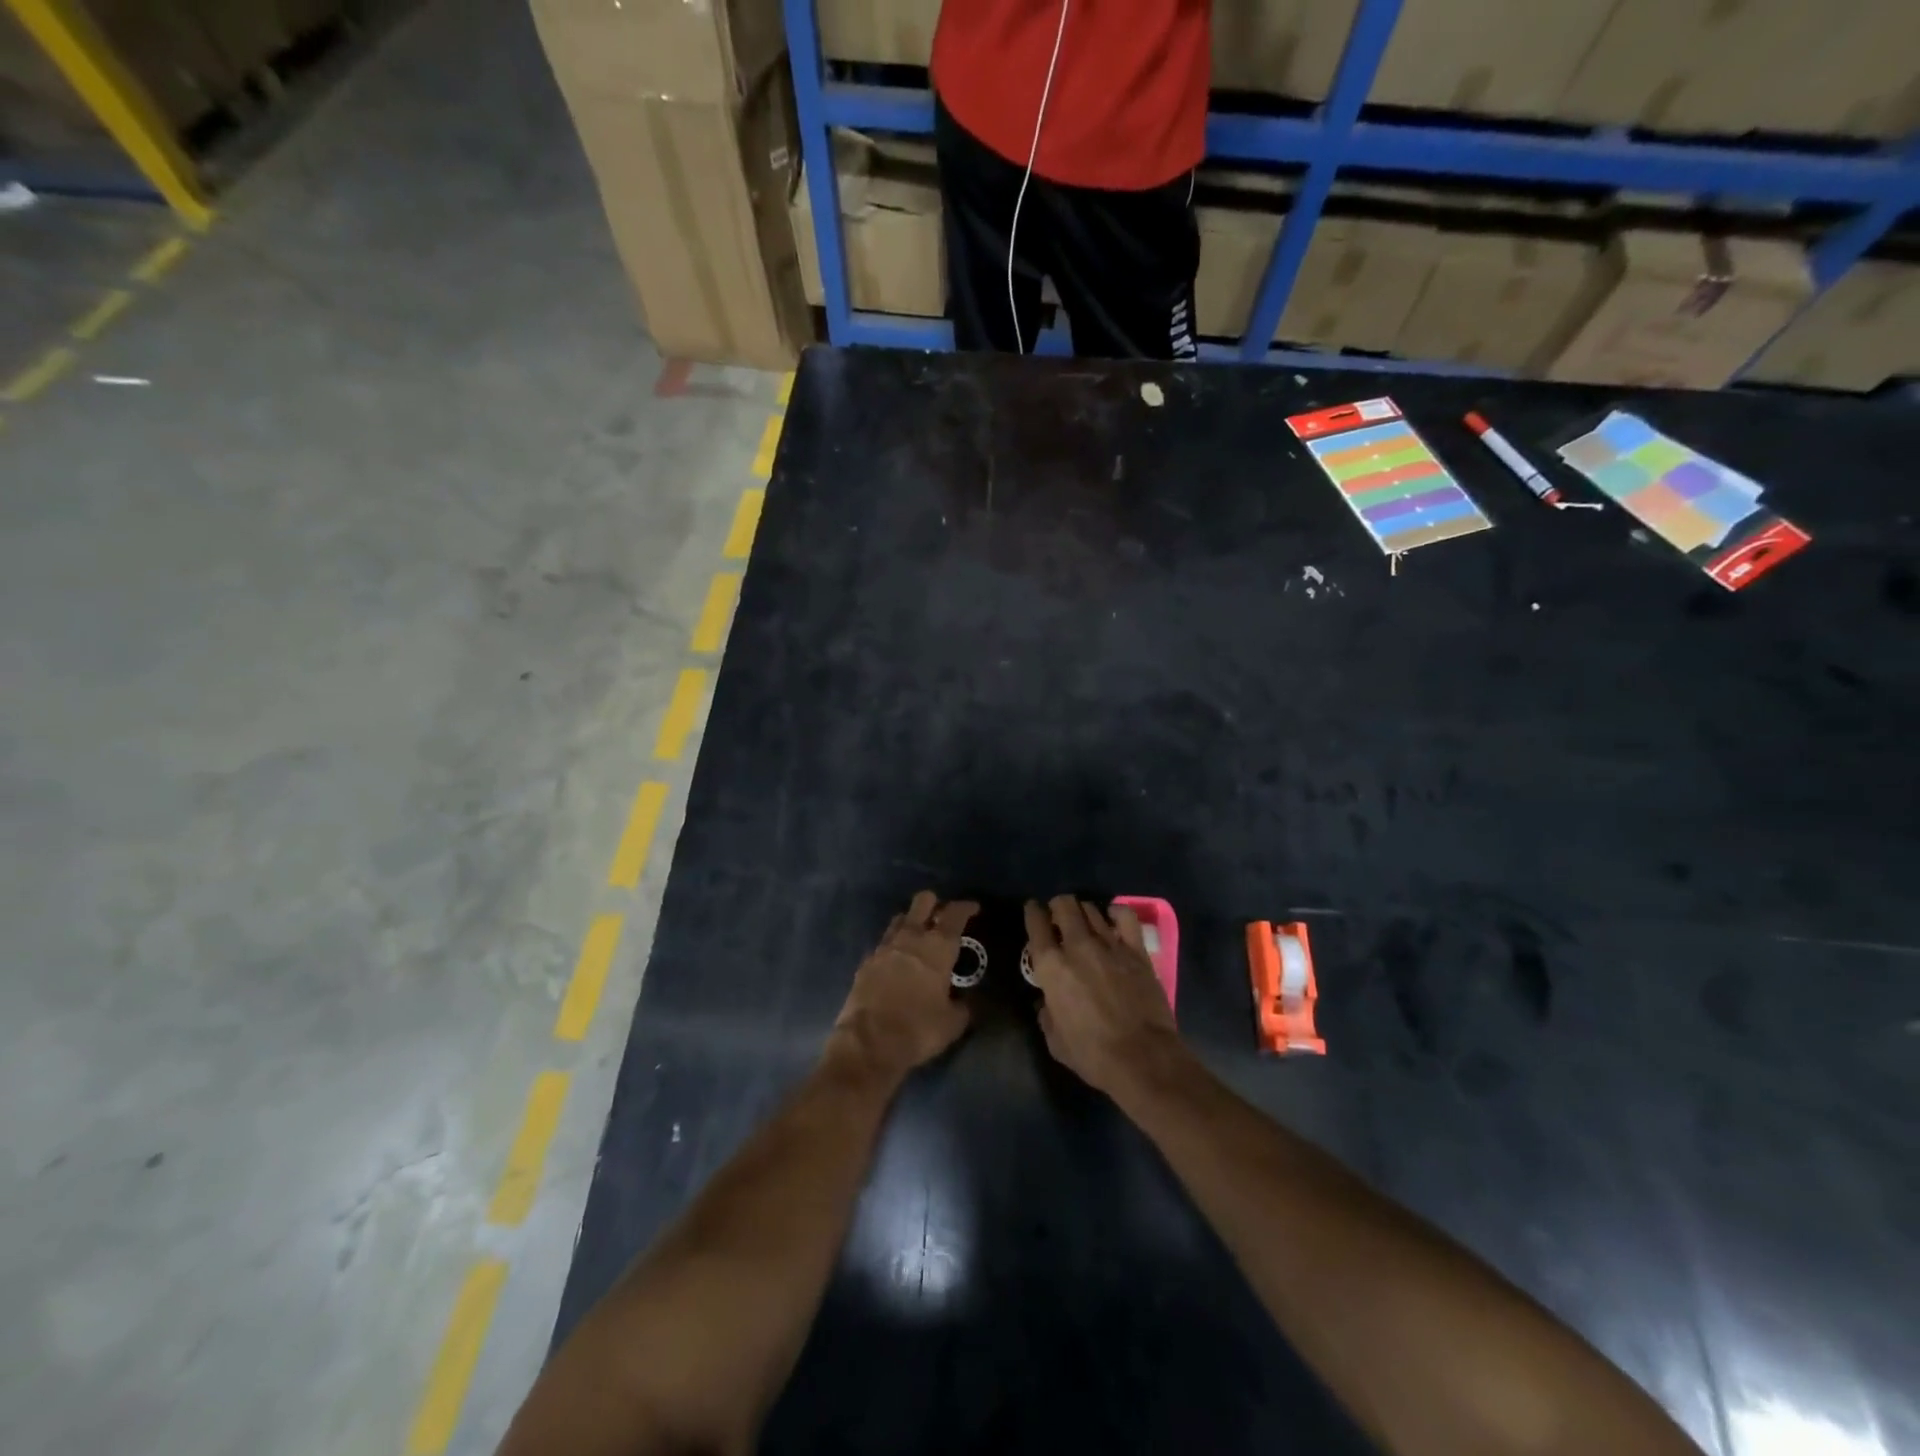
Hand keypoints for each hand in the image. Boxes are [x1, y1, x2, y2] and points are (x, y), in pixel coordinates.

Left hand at [829, 891, 976, 1080]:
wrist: (868, 1042)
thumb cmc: (919, 1028)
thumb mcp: (953, 1023)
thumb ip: (963, 1006)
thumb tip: (966, 1001)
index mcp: (938, 947)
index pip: (955, 914)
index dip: (966, 907)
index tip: (973, 908)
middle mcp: (911, 938)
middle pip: (922, 902)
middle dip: (934, 903)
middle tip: (942, 916)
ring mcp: (885, 947)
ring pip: (900, 919)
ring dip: (912, 921)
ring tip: (919, 935)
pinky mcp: (866, 961)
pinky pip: (883, 943)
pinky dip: (893, 946)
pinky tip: (897, 960)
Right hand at [1025, 896, 1183, 1096]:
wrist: (1142, 1058)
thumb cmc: (1092, 1054)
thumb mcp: (1055, 1040)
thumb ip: (1046, 1014)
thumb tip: (1047, 1002)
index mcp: (1051, 966)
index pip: (1036, 924)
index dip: (1033, 912)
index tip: (1033, 911)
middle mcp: (1077, 946)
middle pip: (1064, 905)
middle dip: (1058, 906)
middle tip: (1059, 917)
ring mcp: (1109, 944)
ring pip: (1091, 909)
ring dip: (1082, 911)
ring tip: (1083, 921)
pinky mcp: (1136, 950)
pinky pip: (1125, 916)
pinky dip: (1115, 912)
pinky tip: (1112, 918)